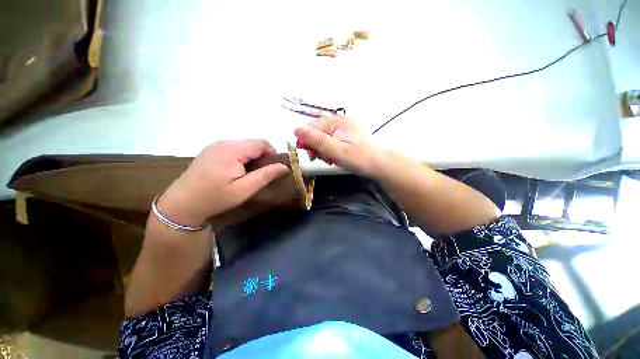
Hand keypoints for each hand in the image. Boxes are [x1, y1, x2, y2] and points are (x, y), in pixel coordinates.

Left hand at [158, 140, 289, 226]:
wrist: (182, 204)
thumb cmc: (215, 197)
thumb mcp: (244, 189)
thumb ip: (266, 175)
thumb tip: (285, 166)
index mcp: (232, 150)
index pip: (261, 143)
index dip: (273, 153)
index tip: (275, 168)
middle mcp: (224, 142)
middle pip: (252, 143)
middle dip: (263, 156)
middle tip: (263, 173)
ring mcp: (215, 145)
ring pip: (244, 146)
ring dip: (252, 157)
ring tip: (251, 174)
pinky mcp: (211, 150)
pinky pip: (234, 149)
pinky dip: (242, 157)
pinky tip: (238, 171)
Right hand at [294, 116, 381, 174]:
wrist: (379, 165)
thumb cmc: (358, 158)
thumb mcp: (335, 150)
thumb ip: (316, 140)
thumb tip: (296, 129)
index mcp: (338, 121)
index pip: (313, 126)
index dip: (306, 138)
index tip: (307, 152)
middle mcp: (341, 122)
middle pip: (319, 131)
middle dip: (316, 146)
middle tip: (318, 158)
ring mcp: (346, 129)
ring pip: (325, 137)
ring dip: (323, 150)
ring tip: (329, 159)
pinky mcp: (349, 137)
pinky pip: (333, 141)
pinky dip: (330, 150)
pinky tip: (334, 158)